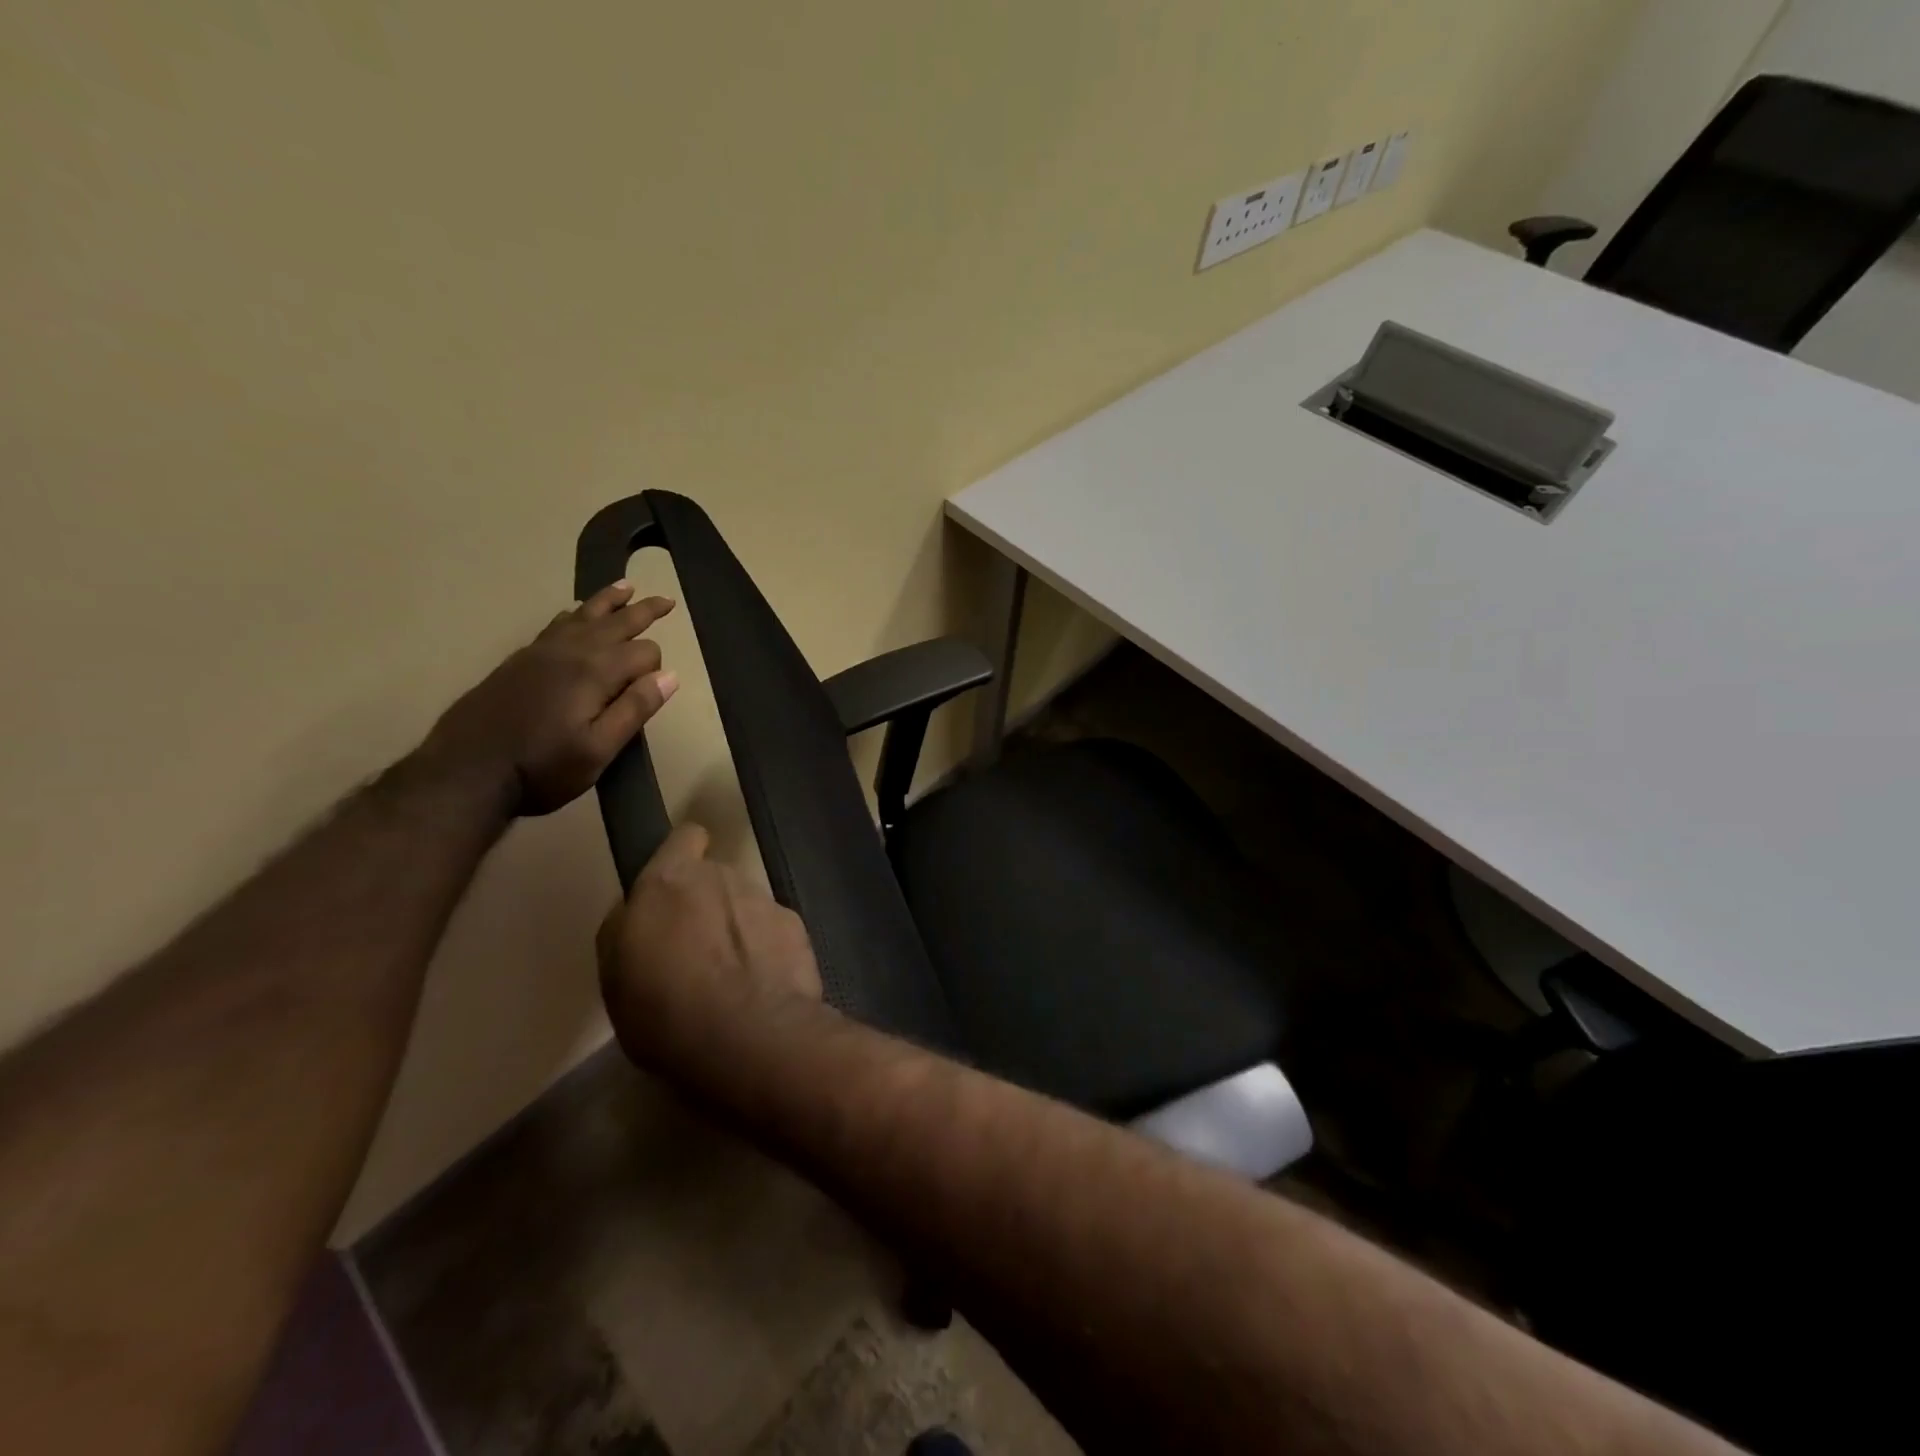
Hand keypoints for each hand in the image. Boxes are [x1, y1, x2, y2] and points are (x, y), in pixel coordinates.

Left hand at [426, 580, 678, 815]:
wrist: (466, 772)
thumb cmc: (541, 768)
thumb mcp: (598, 750)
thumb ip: (635, 709)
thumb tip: (670, 676)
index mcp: (595, 672)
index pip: (644, 653)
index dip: (656, 669)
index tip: (652, 693)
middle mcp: (570, 651)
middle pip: (616, 621)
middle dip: (644, 611)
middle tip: (666, 600)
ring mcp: (541, 652)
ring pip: (583, 615)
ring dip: (608, 601)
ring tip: (626, 587)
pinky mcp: (519, 660)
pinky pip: (555, 624)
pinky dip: (574, 613)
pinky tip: (575, 613)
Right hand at [597, 824, 824, 1081]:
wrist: (748, 1038)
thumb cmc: (663, 1010)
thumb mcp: (615, 974)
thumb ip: (627, 927)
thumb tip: (640, 911)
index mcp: (671, 881)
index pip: (683, 837)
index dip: (681, 854)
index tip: (676, 885)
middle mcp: (723, 877)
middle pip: (715, 879)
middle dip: (709, 906)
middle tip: (697, 952)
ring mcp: (766, 900)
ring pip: (747, 907)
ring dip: (739, 931)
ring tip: (732, 980)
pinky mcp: (798, 929)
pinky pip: (775, 933)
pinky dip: (769, 952)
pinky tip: (763, 989)